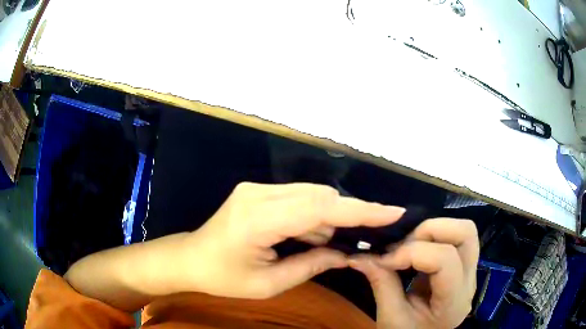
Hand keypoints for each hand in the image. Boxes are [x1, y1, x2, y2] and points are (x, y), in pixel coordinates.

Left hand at [184, 182, 405, 298]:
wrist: (190, 258)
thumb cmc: (223, 278)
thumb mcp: (267, 284)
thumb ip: (310, 266)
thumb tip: (345, 256)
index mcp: (258, 221)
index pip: (321, 208)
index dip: (361, 209)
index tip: (392, 211)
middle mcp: (258, 194)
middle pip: (320, 195)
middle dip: (348, 214)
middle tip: (362, 237)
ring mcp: (256, 188)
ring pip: (311, 193)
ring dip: (329, 216)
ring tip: (327, 244)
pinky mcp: (256, 189)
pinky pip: (298, 196)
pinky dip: (313, 213)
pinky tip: (312, 235)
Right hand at [349, 218, 478, 328]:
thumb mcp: (390, 317)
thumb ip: (381, 284)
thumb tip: (360, 256)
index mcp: (453, 302)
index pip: (445, 259)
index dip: (412, 252)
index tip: (385, 259)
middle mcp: (470, 282)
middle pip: (465, 234)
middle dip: (430, 230)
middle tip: (403, 244)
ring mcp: (470, 272)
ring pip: (465, 230)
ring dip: (434, 230)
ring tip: (410, 244)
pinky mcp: (464, 266)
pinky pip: (456, 237)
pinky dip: (434, 235)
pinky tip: (416, 248)